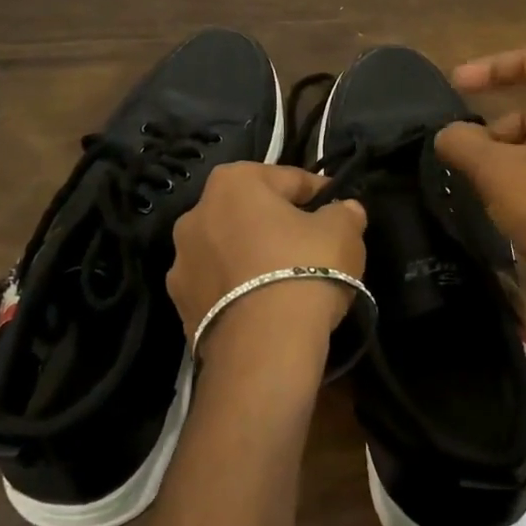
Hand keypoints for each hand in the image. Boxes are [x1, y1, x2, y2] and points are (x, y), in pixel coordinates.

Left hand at [167, 163, 367, 362]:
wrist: (264, 347)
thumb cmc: (305, 269)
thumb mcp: (343, 232)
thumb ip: (345, 212)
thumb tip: (344, 211)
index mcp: (233, 182)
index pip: (289, 179)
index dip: (320, 194)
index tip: (339, 211)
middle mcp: (196, 214)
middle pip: (252, 214)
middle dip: (280, 225)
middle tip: (313, 247)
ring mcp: (182, 262)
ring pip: (231, 250)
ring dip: (254, 258)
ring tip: (288, 282)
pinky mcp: (180, 305)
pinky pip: (221, 287)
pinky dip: (240, 291)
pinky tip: (266, 308)